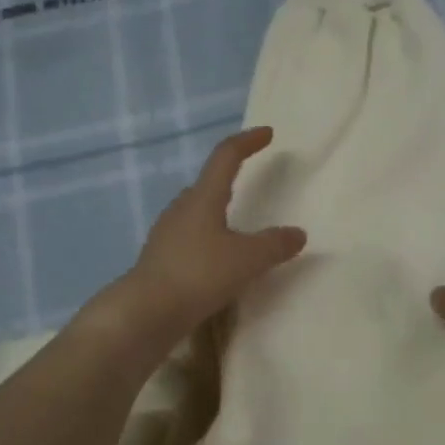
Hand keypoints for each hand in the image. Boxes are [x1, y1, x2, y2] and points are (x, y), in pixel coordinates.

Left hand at [112, 127, 305, 346]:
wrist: (146, 312)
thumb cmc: (198, 274)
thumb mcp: (247, 260)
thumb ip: (275, 245)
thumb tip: (297, 234)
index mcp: (203, 198)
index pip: (226, 156)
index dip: (247, 142)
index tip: (267, 133)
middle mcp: (181, 209)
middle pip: (207, 184)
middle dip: (229, 178)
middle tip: (250, 181)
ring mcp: (166, 234)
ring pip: (196, 213)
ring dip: (217, 212)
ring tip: (238, 228)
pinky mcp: (160, 259)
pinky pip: (189, 239)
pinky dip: (207, 241)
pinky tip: (216, 261)